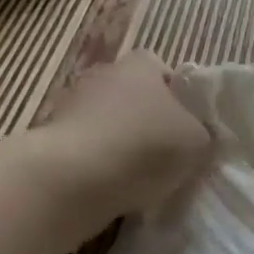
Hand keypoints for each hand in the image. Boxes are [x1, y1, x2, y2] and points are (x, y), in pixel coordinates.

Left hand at [41, 50, 211, 213]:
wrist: (72, 180)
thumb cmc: (143, 147)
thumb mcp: (197, 142)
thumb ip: (202, 134)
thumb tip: (198, 137)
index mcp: (141, 64)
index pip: (164, 72)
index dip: (179, 99)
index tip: (186, 129)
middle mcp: (104, 74)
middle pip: (134, 96)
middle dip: (147, 122)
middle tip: (166, 155)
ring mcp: (72, 104)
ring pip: (108, 122)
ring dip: (120, 144)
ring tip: (138, 179)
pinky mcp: (51, 137)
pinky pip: (86, 148)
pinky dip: (98, 164)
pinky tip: (110, 188)